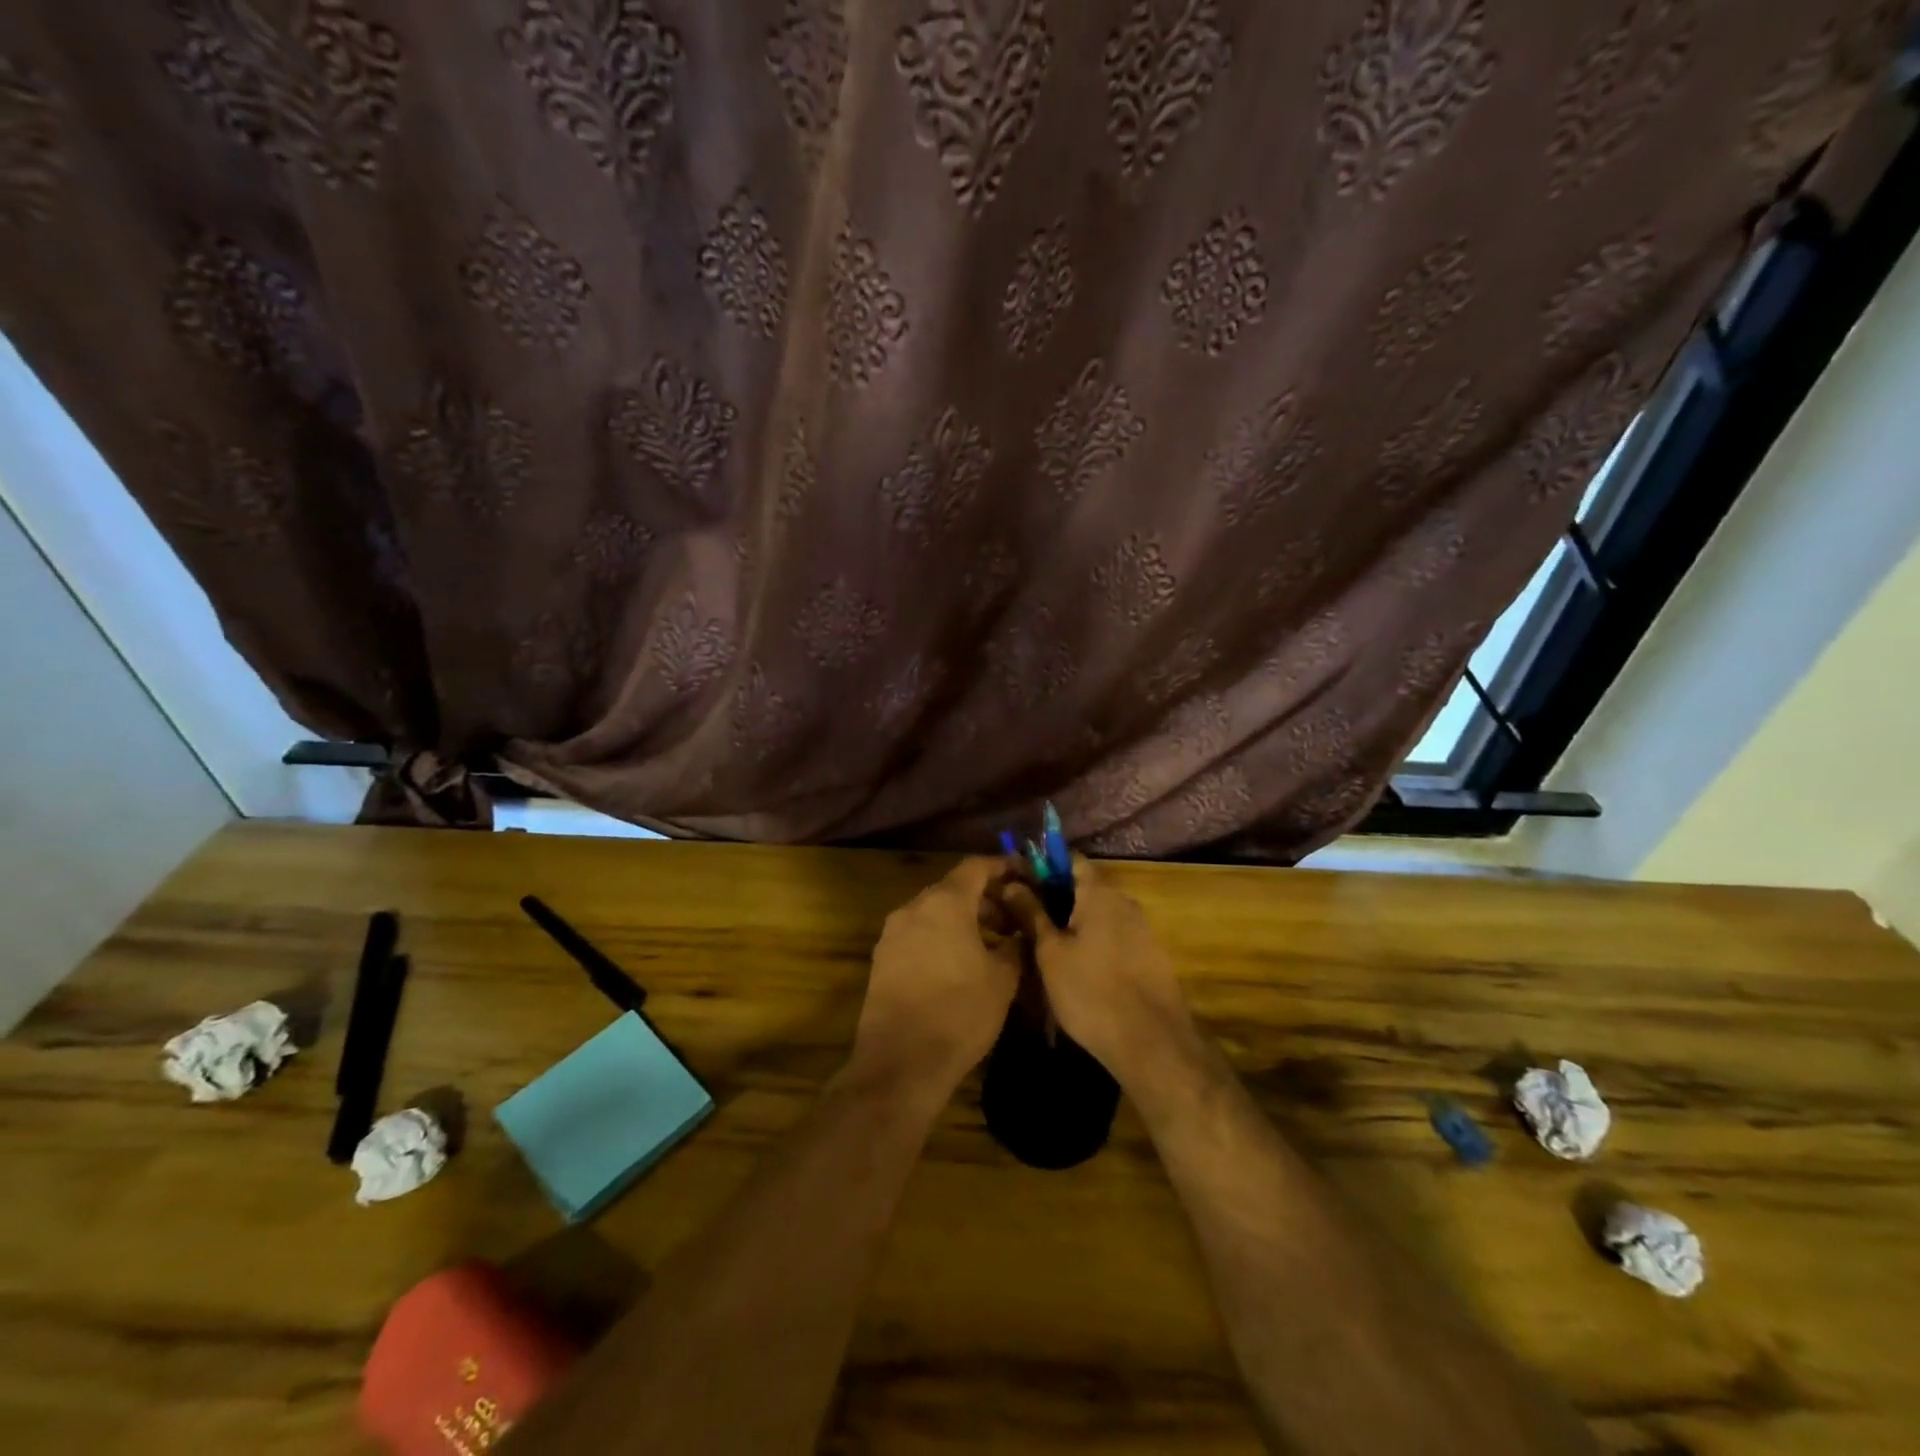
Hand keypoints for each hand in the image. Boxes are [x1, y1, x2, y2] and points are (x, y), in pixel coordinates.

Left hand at [848, 858, 1021, 1104]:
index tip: (1025, 875)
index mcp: (945, 902)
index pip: (976, 866)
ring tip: (993, 945)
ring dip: (964, 920)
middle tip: (1014, 918)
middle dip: (986, 898)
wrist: (900, 1062)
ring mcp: (893, 933)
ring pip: (935, 912)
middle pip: (954, 888)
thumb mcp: (1002, 979)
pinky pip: (919, 933)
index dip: (1003, 867)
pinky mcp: (882, 959)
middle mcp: (913, 908)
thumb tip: (1020, 932)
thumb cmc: (960, 1012)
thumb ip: (1015, 945)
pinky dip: (943, 936)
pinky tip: (961, 964)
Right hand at [997, 857, 1198, 1086]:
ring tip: (1046, 945)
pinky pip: (1115, 935)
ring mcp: (1142, 929)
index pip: (1070, 859)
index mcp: (1100, 893)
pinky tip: (1077, 966)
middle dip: (1055, 897)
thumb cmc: (1091, 992)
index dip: (1042, 866)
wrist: (1152, 1044)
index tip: (1019, 882)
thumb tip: (1011, 883)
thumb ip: (1031, 914)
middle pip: (1085, 886)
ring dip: (1074, 921)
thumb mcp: (1050, 953)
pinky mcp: (1151, 956)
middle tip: (1025, 918)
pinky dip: (1094, 940)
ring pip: (1100, 913)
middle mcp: (1125, 902)